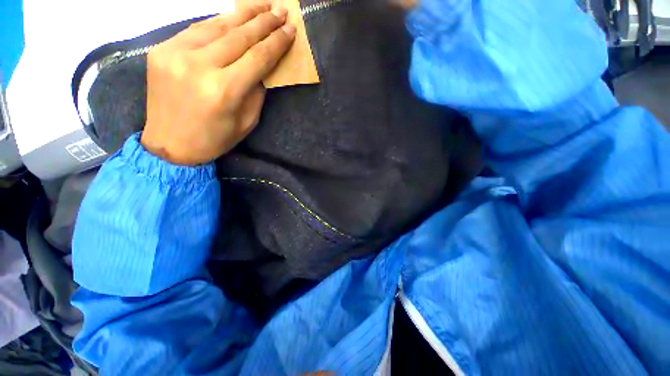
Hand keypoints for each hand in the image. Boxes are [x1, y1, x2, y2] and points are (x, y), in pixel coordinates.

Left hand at [140, 3, 295, 164]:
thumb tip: (264, 67)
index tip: (290, 29)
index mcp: (224, 90)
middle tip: (280, 10)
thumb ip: (256, 92)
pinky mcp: (161, 50)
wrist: (170, 144)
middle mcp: (199, 66)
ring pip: (216, 25)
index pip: (257, 57)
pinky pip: (196, 30)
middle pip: (238, 35)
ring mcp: (175, 54)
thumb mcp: (246, 121)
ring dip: (242, 14)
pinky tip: (233, 17)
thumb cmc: (215, 138)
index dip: (276, 42)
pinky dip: (218, 22)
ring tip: (261, 5)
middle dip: (263, 21)